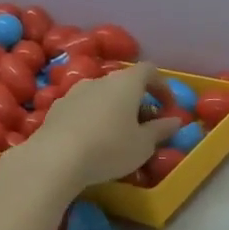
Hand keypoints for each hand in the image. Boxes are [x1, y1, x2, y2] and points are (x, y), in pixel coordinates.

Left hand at [23, 61, 177, 186]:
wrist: (53, 159)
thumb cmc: (109, 148)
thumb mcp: (143, 145)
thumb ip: (161, 130)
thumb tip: (175, 121)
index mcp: (126, 83)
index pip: (149, 70)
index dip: (161, 86)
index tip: (167, 108)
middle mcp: (100, 80)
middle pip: (124, 83)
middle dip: (137, 101)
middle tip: (144, 125)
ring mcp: (74, 92)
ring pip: (101, 95)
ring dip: (113, 109)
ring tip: (116, 134)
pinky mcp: (55, 109)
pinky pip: (82, 108)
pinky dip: (92, 118)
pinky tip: (91, 141)